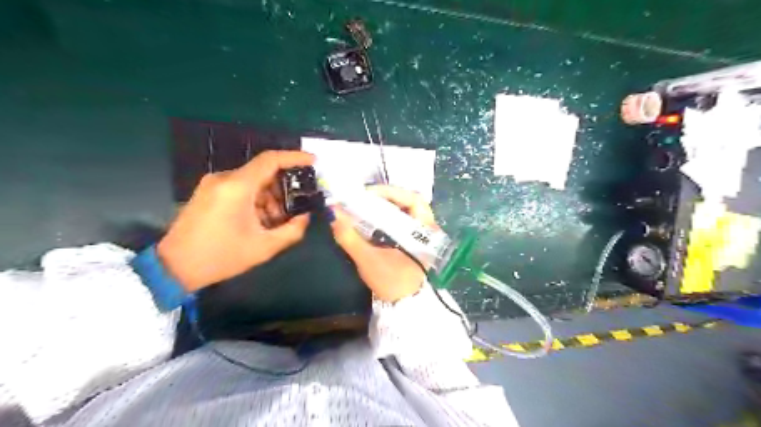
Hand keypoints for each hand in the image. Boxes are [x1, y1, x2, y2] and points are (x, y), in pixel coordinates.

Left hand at [156, 148, 314, 289]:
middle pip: (263, 173)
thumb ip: (292, 230)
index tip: (313, 161)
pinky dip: (256, 200)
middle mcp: (224, 178)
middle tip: (296, 208)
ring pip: (253, 182)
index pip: (271, 160)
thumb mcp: (264, 247)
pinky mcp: (208, 193)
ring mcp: (213, 185)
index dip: (295, 157)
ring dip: (270, 198)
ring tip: (277, 222)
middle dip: (284, 189)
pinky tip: (260, 221)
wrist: (174, 267)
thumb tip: (305, 217)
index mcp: (238, 186)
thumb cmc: (221, 256)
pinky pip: (240, 189)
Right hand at [330, 185, 436, 302]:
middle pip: (407, 202)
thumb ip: (350, 237)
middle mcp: (427, 228)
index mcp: (425, 230)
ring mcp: (422, 235)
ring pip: (404, 211)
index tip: (367, 193)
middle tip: (362, 199)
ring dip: (384, 207)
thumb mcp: (369, 260)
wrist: (404, 307)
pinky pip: (400, 221)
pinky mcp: (414, 241)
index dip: (390, 192)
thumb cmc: (392, 282)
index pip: (413, 199)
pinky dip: (386, 217)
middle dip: (384, 198)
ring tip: (363, 207)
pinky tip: (370, 219)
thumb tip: (332, 213)